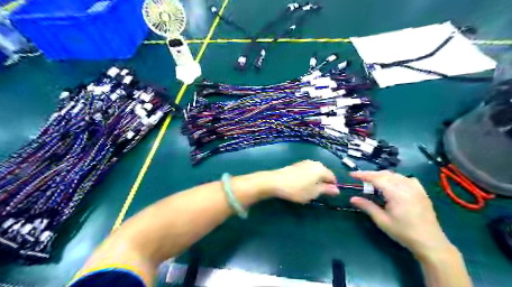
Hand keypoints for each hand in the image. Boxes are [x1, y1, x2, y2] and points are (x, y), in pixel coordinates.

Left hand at [263, 160, 338, 201]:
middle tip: (316, 194)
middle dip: (323, 183)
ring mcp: (305, 162)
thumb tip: (337, 189)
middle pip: (324, 173)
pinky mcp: (297, 165)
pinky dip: (307, 178)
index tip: (327, 195)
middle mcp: (315, 163)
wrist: (276, 181)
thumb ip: (326, 190)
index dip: (332, 187)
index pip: (332, 177)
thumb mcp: (314, 192)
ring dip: (314, 181)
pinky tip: (300, 185)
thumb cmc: (298, 189)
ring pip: (315, 173)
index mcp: (321, 169)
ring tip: (307, 190)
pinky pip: (307, 171)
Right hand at [351, 172, 452, 258]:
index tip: (352, 175)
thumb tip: (352, 199)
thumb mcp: (382, 220)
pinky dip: (396, 178)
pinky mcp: (421, 192)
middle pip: (385, 174)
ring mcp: (416, 188)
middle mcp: (406, 186)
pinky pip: (406, 179)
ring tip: (374, 183)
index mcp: (396, 193)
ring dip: (382, 176)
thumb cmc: (403, 232)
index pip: (376, 178)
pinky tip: (393, 185)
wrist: (430, 242)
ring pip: (395, 175)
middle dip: (371, 175)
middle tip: (360, 180)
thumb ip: (367, 206)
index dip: (363, 175)